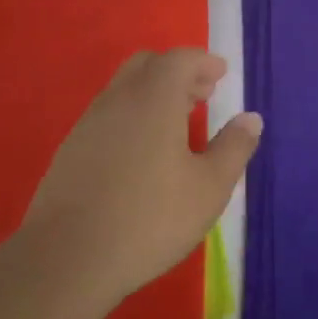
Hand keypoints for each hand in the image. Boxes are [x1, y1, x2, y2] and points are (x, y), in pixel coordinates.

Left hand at [21, 49, 260, 302]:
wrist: (67, 259)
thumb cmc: (150, 217)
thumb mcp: (209, 188)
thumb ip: (234, 148)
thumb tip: (250, 119)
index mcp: (154, 98)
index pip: (179, 59)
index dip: (203, 62)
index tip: (220, 74)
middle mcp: (118, 99)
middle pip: (147, 64)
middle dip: (177, 72)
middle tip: (201, 95)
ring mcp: (88, 123)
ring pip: (124, 89)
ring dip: (153, 94)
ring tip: (176, 126)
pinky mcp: (70, 150)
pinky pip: (107, 116)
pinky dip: (131, 116)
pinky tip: (142, 154)